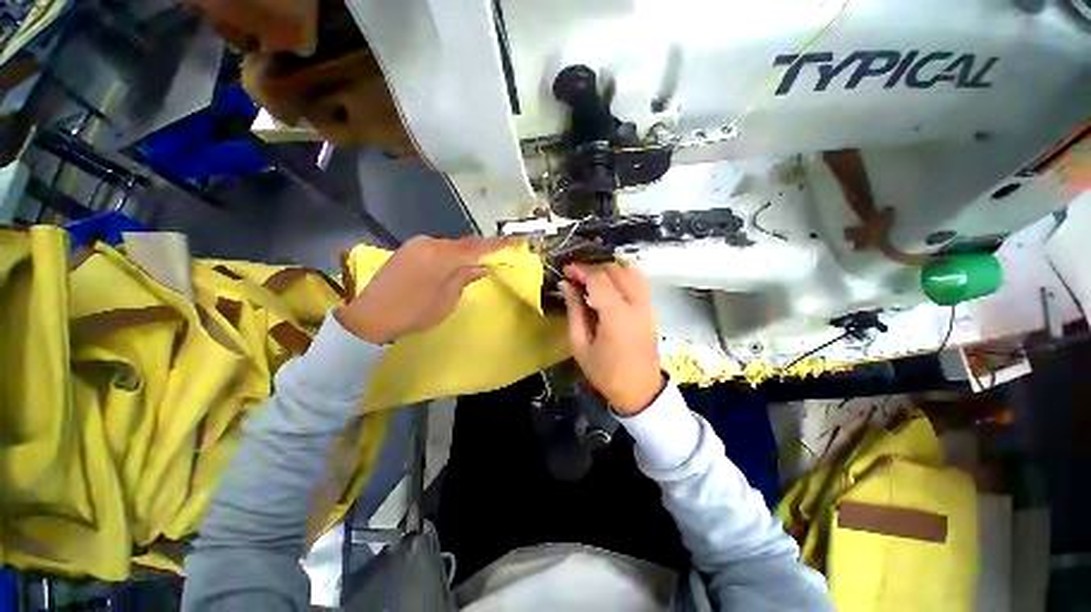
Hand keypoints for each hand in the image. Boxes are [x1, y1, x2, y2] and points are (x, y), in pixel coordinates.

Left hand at [336, 236, 507, 343]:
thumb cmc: (414, 313)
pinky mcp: (407, 249)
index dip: (497, 244)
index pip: (476, 247)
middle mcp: (430, 243)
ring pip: (449, 245)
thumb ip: (465, 278)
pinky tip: (453, 264)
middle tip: (495, 255)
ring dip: (464, 253)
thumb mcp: (446, 301)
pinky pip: (436, 248)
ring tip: (475, 263)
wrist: (370, 316)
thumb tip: (482, 267)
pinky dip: (449, 254)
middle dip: (480, 249)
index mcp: (442, 257)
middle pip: (463, 244)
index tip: (514, 241)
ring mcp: (416, 244)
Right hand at [559, 263, 664, 414]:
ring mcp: (647, 305)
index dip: (581, 270)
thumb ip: (574, 311)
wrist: (640, 390)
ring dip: (610, 268)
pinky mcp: (651, 309)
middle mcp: (636, 304)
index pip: (599, 279)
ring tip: (592, 277)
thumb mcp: (580, 345)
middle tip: (576, 276)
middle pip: (616, 270)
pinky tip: (611, 282)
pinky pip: (640, 280)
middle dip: (593, 267)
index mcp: (616, 315)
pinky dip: (624, 274)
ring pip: (631, 271)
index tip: (566, 270)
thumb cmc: (605, 372)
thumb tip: (566, 285)